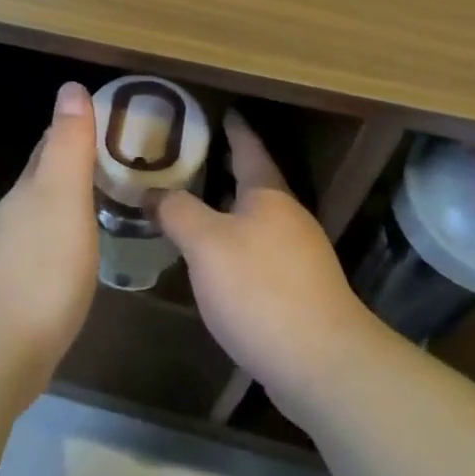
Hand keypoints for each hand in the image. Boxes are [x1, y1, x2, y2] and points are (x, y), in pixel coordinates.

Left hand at [0, 82, 98, 398]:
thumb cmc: (39, 267)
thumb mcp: (62, 196)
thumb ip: (69, 145)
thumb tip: (70, 87)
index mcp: (28, 189)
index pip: (49, 146)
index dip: (74, 129)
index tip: (107, 120)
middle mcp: (15, 216)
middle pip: (43, 179)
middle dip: (72, 164)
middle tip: (115, 159)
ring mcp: (11, 256)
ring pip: (43, 214)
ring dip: (68, 203)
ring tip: (104, 201)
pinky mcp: (16, 293)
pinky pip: (45, 250)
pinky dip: (65, 240)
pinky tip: (79, 254)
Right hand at [159, 112, 380, 413]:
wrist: (322, 364)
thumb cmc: (260, 289)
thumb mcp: (206, 244)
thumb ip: (177, 211)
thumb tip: (152, 192)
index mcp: (269, 195)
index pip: (250, 148)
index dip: (234, 128)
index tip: (221, 111)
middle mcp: (289, 218)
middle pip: (255, 183)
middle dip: (226, 169)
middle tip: (189, 159)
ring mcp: (299, 256)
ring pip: (257, 221)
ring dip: (228, 211)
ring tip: (192, 208)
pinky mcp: (300, 291)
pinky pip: (260, 253)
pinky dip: (235, 246)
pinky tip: (215, 263)